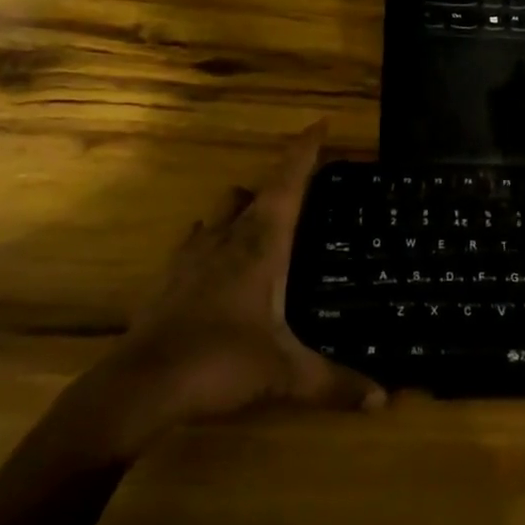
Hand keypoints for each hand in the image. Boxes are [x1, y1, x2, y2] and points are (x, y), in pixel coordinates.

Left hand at [68, 124, 384, 456]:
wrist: (139, 386)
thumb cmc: (218, 362)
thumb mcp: (284, 374)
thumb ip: (335, 384)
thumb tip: (384, 399)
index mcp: (261, 244)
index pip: (288, 182)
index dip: (305, 150)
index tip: (322, 124)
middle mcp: (228, 237)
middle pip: (255, 191)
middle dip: (280, 182)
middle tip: (306, 191)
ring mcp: (193, 254)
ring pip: (222, 210)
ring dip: (244, 207)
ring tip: (265, 224)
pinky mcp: (169, 277)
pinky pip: (196, 241)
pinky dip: (213, 239)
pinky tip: (218, 261)